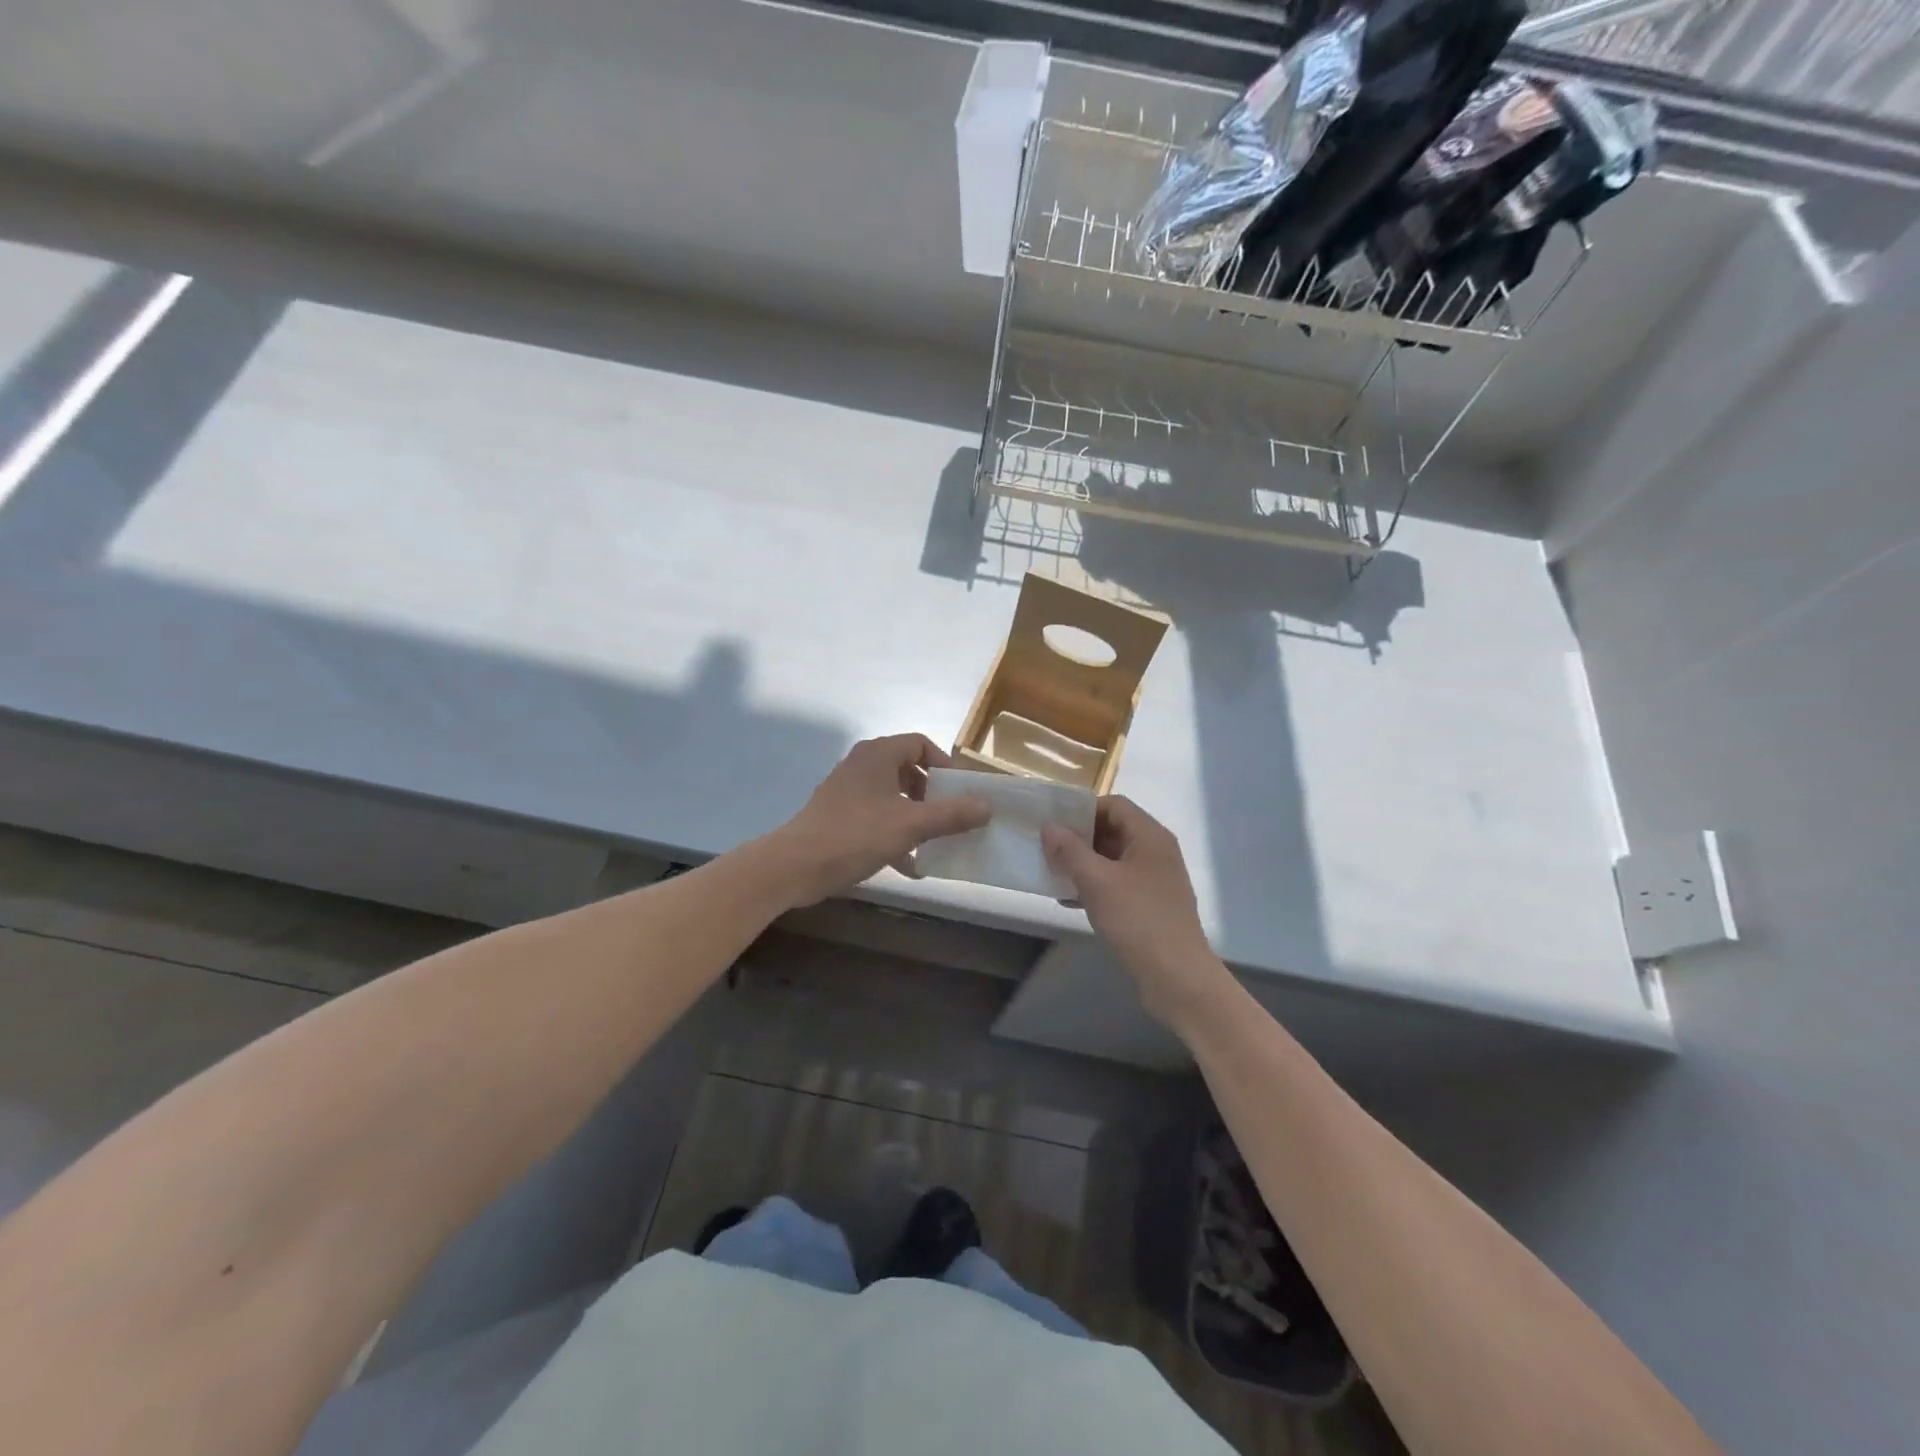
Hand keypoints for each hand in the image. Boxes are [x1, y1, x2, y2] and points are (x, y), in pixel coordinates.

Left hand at [770, 735, 990, 904]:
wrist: (795, 866)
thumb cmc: (855, 835)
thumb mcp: (910, 825)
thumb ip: (951, 815)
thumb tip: (987, 806)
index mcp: (878, 755)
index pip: (921, 744)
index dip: (945, 765)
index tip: (960, 792)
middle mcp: (862, 765)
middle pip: (908, 770)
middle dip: (933, 795)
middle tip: (951, 817)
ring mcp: (848, 791)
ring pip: (893, 796)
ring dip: (916, 817)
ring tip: (935, 842)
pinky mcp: (839, 816)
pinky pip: (877, 817)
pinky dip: (895, 834)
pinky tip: (910, 866)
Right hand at [1042, 797, 1228, 1025]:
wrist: (1178, 978)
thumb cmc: (1138, 921)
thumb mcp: (1096, 882)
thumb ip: (1070, 850)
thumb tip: (1050, 827)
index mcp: (1150, 837)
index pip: (1114, 805)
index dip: (1082, 810)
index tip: (1053, 824)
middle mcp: (1157, 852)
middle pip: (1113, 830)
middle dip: (1079, 838)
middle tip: (1047, 849)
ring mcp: (1156, 880)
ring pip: (1113, 859)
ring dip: (1084, 863)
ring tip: (1053, 874)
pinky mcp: (1151, 905)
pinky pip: (1118, 884)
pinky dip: (1095, 886)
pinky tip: (1070, 901)